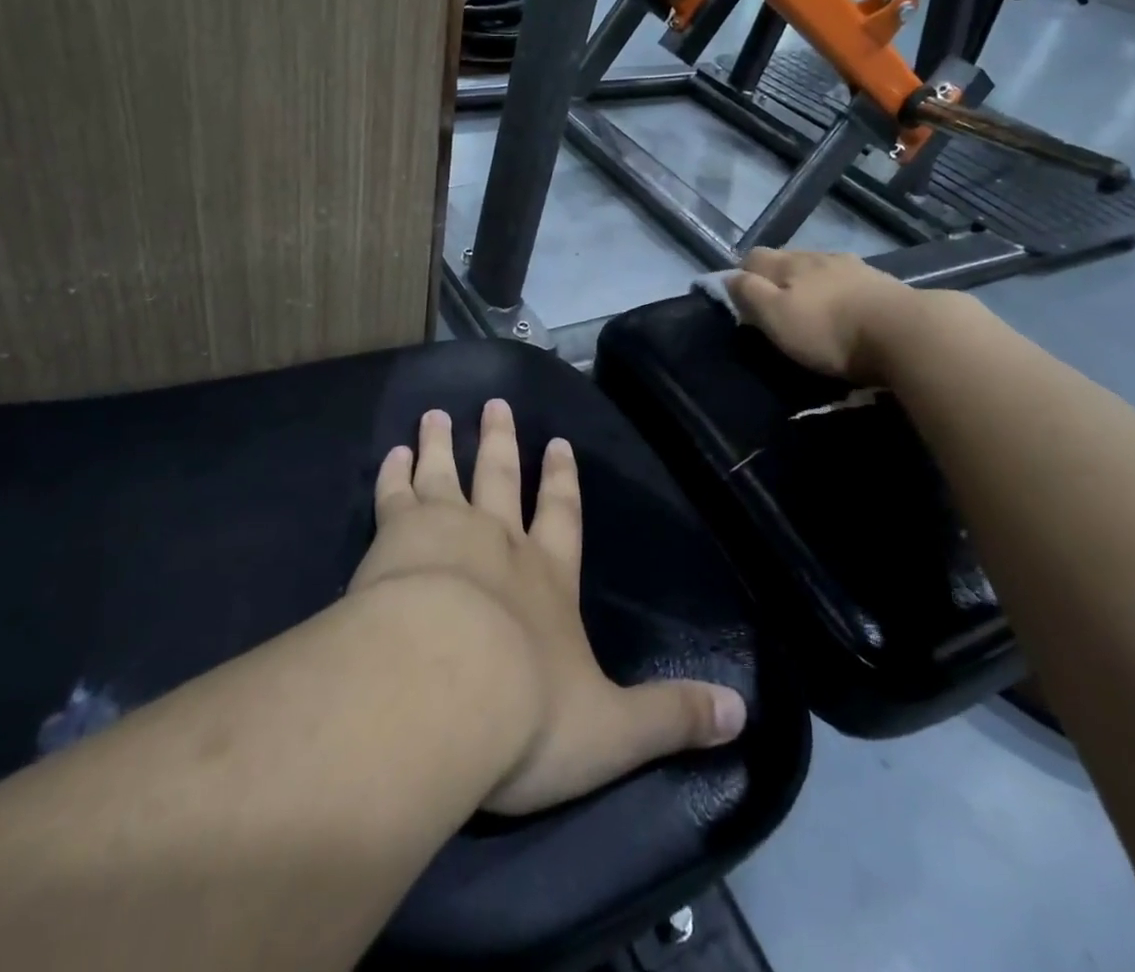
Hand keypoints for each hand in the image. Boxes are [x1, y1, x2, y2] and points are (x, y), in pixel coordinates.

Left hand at [349, 400, 746, 815]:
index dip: (563, 480)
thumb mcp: (612, 730)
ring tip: (436, 414)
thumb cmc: (527, 713)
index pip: (562, 516)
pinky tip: (392, 453)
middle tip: (495, 403)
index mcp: (548, 577)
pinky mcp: (394, 537)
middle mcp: (499, 542)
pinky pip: (394, 494)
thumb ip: (672, 718)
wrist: (441, 690)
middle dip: (501, 442)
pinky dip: (394, 471)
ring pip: (445, 474)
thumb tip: (741, 715)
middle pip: (500, 478)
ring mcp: (444, 532)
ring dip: (443, 444)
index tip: (558, 442)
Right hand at [726, 247, 922, 381]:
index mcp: (790, 264)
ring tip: (813, 309)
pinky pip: (850, 281)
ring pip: (821, 268)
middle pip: (788, 260)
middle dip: (778, 279)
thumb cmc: (830, 331)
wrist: (907, 334)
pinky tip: (847, 310)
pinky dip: (841, 293)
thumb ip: (749, 294)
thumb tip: (729, 277)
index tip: (743, 301)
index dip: (743, 275)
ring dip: (812, 284)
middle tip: (776, 309)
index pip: (754, 257)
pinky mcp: (883, 284)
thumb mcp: (776, 317)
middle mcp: (820, 257)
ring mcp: (855, 267)